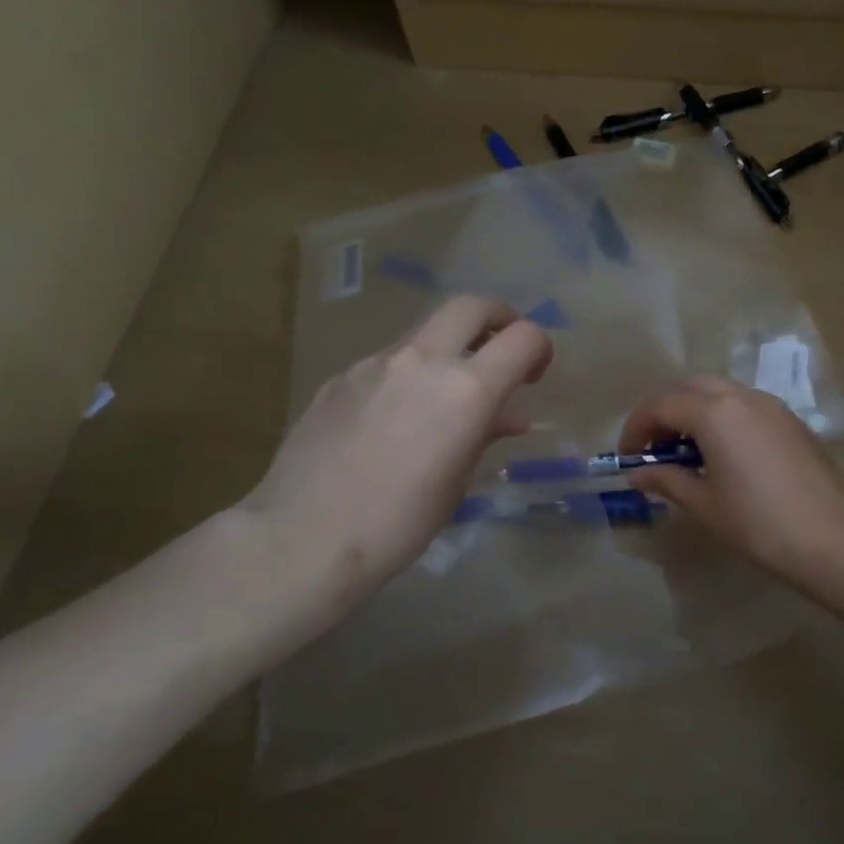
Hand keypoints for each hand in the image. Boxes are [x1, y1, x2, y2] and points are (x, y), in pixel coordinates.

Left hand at [238, 296, 551, 612]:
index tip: (536, 372)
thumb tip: (507, 416)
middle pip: (470, 306)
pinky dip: (407, 375)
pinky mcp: (340, 377)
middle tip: (501, 349)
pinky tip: (394, 418)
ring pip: (424, 333)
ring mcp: (374, 364)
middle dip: (497, 318)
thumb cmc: (398, 524)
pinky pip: (386, 362)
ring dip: (447, 349)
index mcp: (465, 390)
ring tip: (444, 396)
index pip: (522, 338)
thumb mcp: (456, 483)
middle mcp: (422, 361)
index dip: (539, 348)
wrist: (304, 537)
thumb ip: (483, 435)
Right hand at [618, 378, 843, 590]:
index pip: (661, 406)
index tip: (626, 457)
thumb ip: (666, 480)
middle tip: (653, 447)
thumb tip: (637, 475)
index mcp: (715, 412)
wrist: (830, 539)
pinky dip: (722, 417)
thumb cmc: (757, 523)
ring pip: (720, 391)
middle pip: (690, 387)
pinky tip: (722, 453)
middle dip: (664, 411)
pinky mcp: (791, 420)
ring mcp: (772, 405)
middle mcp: (742, 397)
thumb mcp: (704, 503)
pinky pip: (745, 405)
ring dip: (694, 411)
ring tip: (686, 451)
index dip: (636, 429)